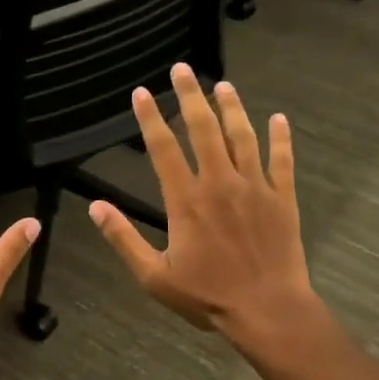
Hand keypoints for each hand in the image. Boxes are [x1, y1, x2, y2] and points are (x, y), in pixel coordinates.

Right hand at [90, 64, 327, 358]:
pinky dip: (280, 138)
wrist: (267, 309)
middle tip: (183, 69)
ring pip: (242, 136)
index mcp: (186, 201)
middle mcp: (220, 183)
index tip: (141, 92)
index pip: (163, 149)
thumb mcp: (154, 276)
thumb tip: (95, 208)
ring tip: (223, 85)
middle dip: (191, 96)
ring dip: (232, 108)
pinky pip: (282, 160)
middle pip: (204, 129)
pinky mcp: (283, 198)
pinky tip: (279, 119)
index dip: (150, 118)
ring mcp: (255, 188)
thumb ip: (123, 239)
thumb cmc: (207, 296)